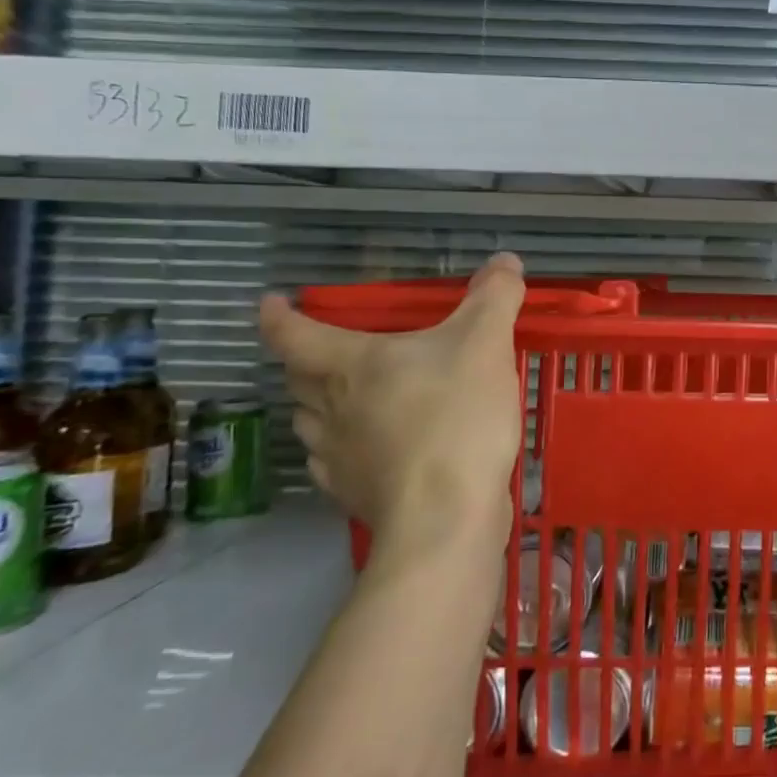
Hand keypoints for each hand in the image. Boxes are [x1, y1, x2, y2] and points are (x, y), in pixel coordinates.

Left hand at [259, 253, 526, 549]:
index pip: (292, 334)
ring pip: (312, 423)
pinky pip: (334, 464)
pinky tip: (372, 450)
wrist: (446, 515)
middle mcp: (330, 409)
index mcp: (350, 366)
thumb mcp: (486, 343)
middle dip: (305, 360)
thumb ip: (495, 297)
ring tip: (350, 399)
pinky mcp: (354, 495)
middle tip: (328, 349)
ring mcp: (337, 458)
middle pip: (298, 379)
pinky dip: (344, 448)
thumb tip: (504, 261)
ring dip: (321, 405)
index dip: (278, 316)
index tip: (272, 303)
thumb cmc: (457, 416)